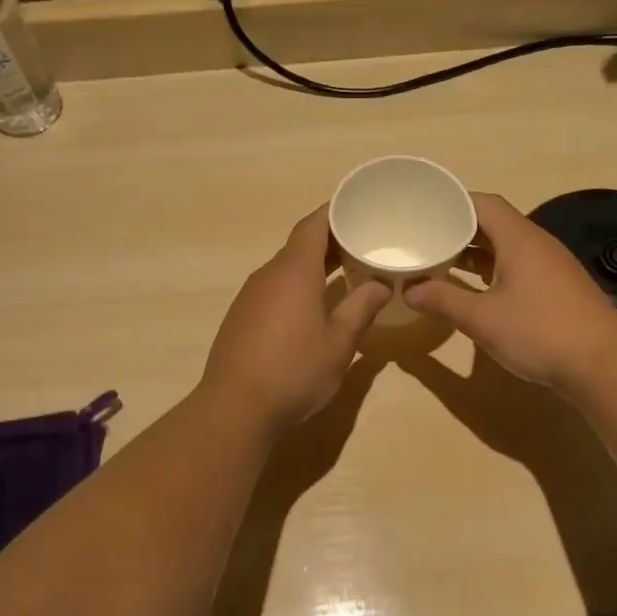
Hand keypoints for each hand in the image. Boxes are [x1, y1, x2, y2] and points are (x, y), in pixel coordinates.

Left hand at [201, 206, 391, 431]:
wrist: (235, 408)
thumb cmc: (294, 370)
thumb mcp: (339, 342)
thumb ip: (361, 307)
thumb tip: (381, 284)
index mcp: (294, 271)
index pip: (314, 224)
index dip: (336, 211)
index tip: (360, 208)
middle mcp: (268, 275)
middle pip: (300, 244)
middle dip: (332, 240)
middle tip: (365, 243)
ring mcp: (250, 296)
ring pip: (286, 268)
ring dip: (315, 265)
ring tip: (346, 273)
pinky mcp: (242, 317)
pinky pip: (275, 289)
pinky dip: (298, 286)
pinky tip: (314, 306)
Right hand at [405, 192, 616, 389]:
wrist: (603, 364)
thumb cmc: (539, 332)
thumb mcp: (482, 318)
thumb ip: (443, 300)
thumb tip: (408, 289)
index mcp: (519, 239)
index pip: (483, 203)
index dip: (452, 202)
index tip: (423, 211)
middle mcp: (537, 244)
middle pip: (494, 224)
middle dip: (458, 229)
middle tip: (424, 239)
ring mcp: (551, 267)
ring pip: (506, 248)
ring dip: (475, 253)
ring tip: (441, 262)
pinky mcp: (557, 289)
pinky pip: (518, 267)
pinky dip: (492, 271)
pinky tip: (475, 290)